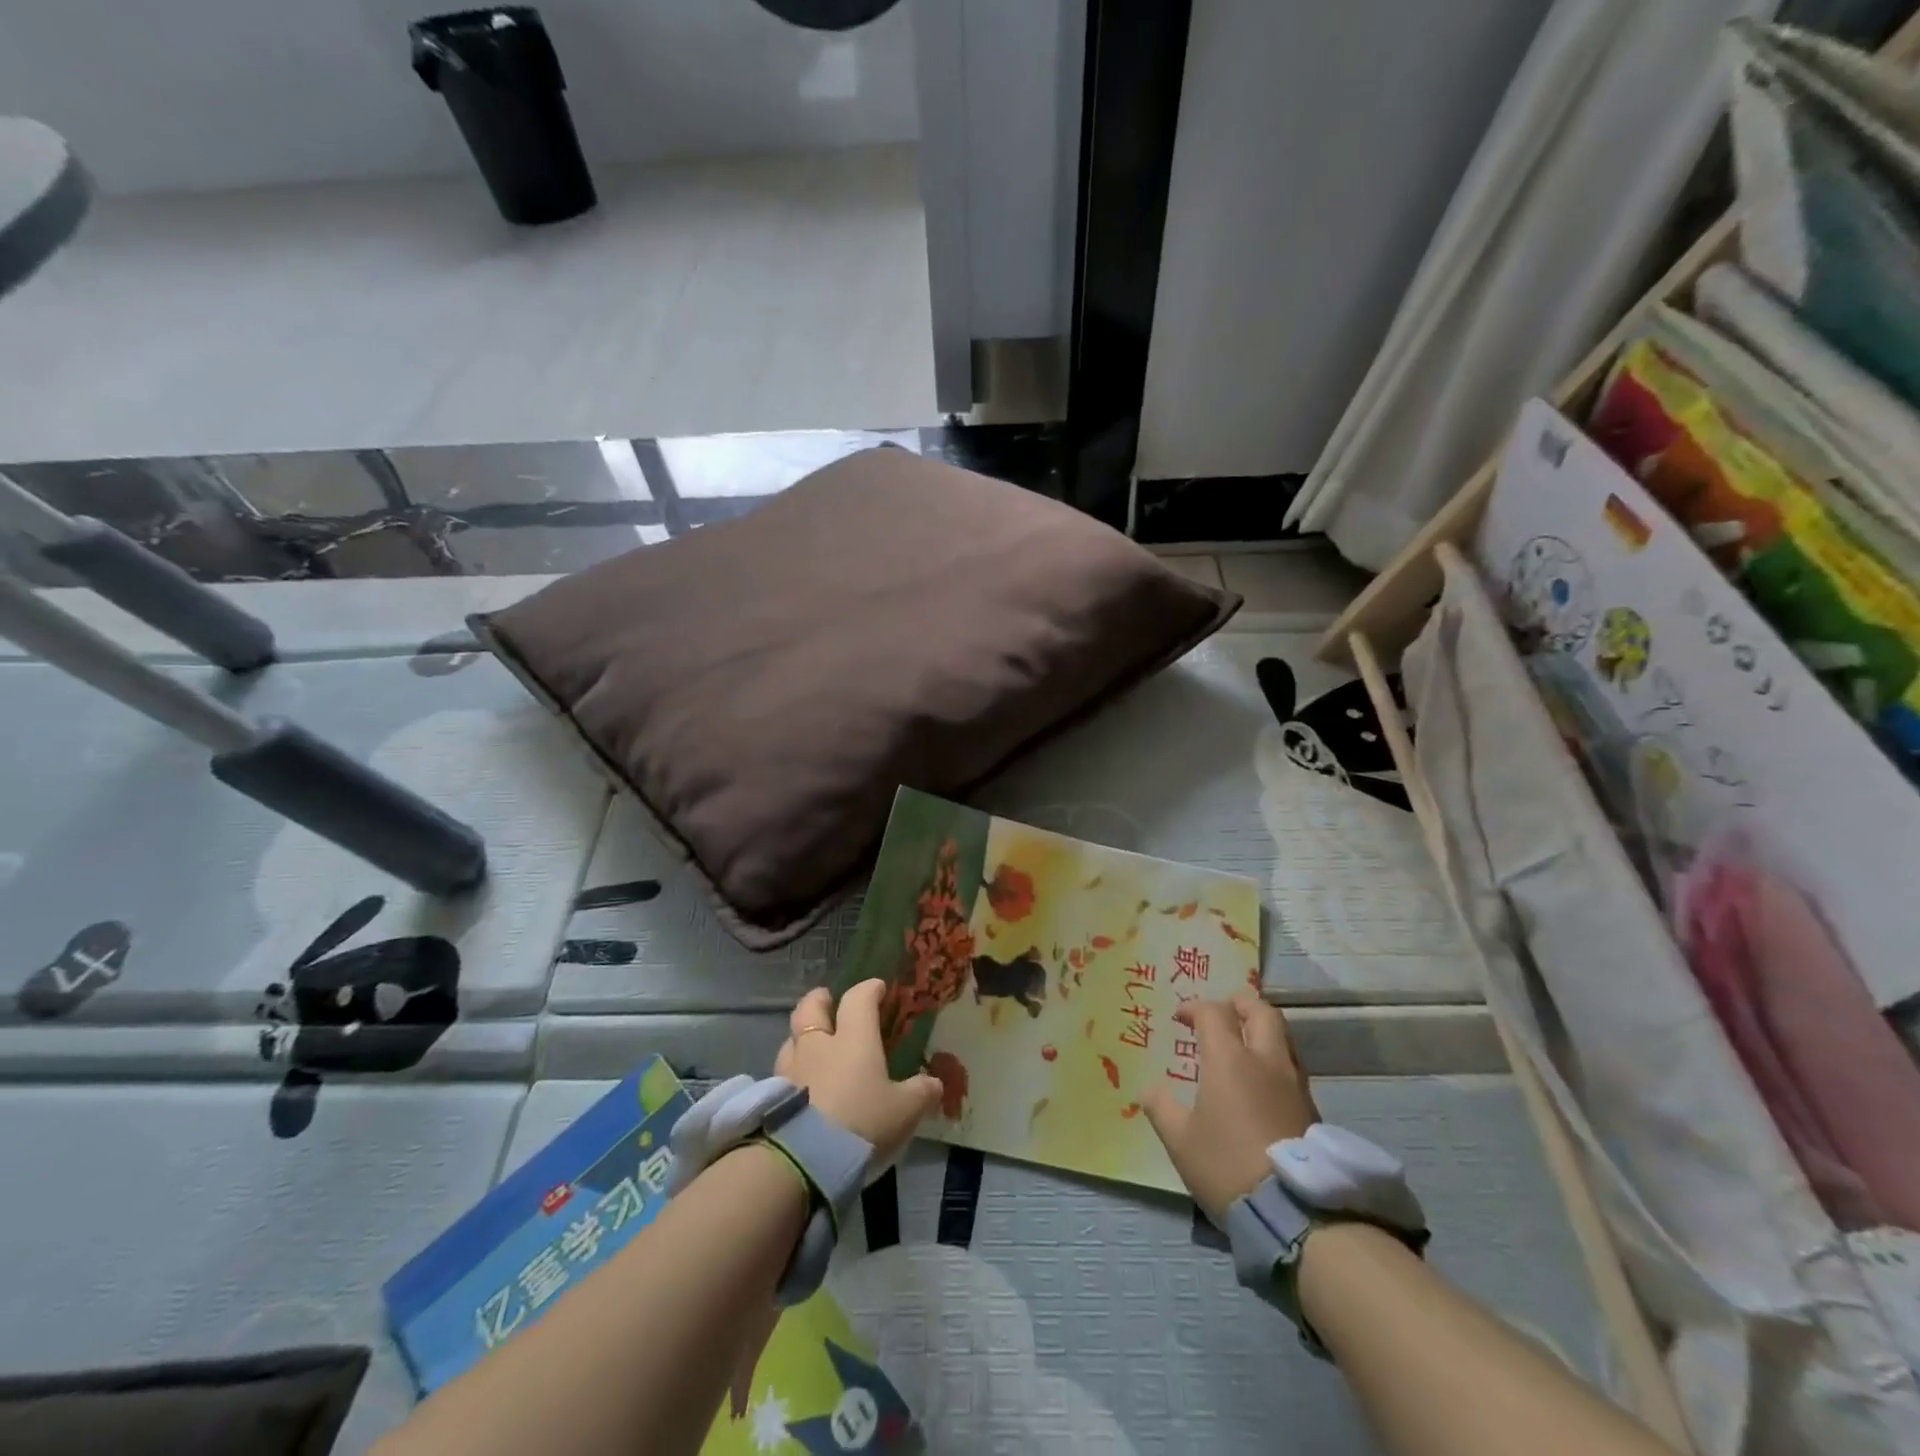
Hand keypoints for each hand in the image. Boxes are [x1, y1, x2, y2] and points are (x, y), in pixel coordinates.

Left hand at [776, 980, 941, 1168]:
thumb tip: (935, 1083)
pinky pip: (782, 1072)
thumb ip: (921, 1093)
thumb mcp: (904, 1111)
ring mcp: (790, 1069)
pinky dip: (791, 1071)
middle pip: (811, 1007)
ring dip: (801, 1037)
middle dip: (820, 999)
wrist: (804, 1161)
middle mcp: (819, 1045)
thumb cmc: (861, 1123)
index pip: (858, 999)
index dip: (869, 989)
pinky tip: (800, 1085)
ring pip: (791, 1039)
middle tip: (828, 1000)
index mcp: (853, 1038)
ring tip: (812, 1046)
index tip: (877, 988)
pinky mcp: (772, 1097)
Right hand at [1143, 991, 1320, 1221]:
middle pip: (1261, 1011)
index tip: (1181, 1018)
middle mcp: (1265, 1061)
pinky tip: (1262, 1080)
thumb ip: (1161, 1107)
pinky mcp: (1311, 1108)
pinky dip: (1275, 1058)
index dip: (1195, 1008)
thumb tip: (1148, 1089)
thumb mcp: (1180, 1140)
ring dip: (1262, 1029)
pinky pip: (1292, 1065)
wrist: (1293, 1212)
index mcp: (1229, 1059)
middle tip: (1224, 1009)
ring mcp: (1293, 1083)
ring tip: (1245, 1042)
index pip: (1214, 1013)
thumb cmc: (1226, 1165)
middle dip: (1240, 1003)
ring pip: (1283, 1036)